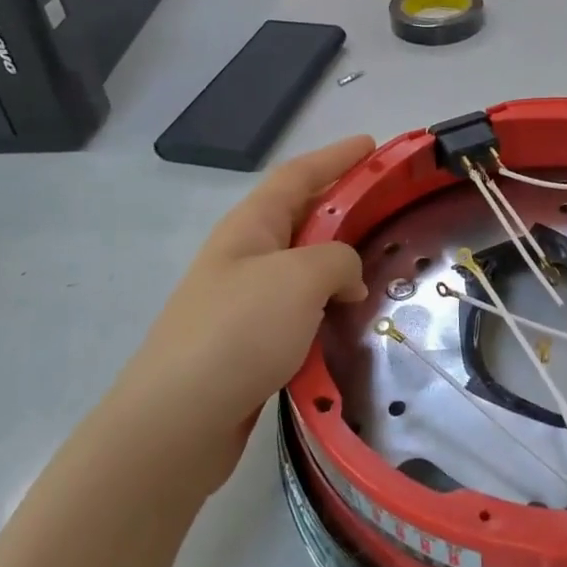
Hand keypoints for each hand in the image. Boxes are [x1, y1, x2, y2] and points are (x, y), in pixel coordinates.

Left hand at [114, 136, 373, 480]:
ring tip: (380, 263)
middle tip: (387, 205)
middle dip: (342, 205)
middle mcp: (244, 256)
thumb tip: (347, 278)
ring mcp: (244, 300)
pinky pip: (299, 308)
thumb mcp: (300, 278)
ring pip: (301, 266)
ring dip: (338, 260)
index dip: (336, 157)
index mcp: (250, 226)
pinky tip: (349, 318)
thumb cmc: (239, 331)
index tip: (373, 145)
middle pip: (300, 216)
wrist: (178, 421)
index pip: (298, 175)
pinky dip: (327, 304)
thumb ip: (338, 261)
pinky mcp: (250, 343)